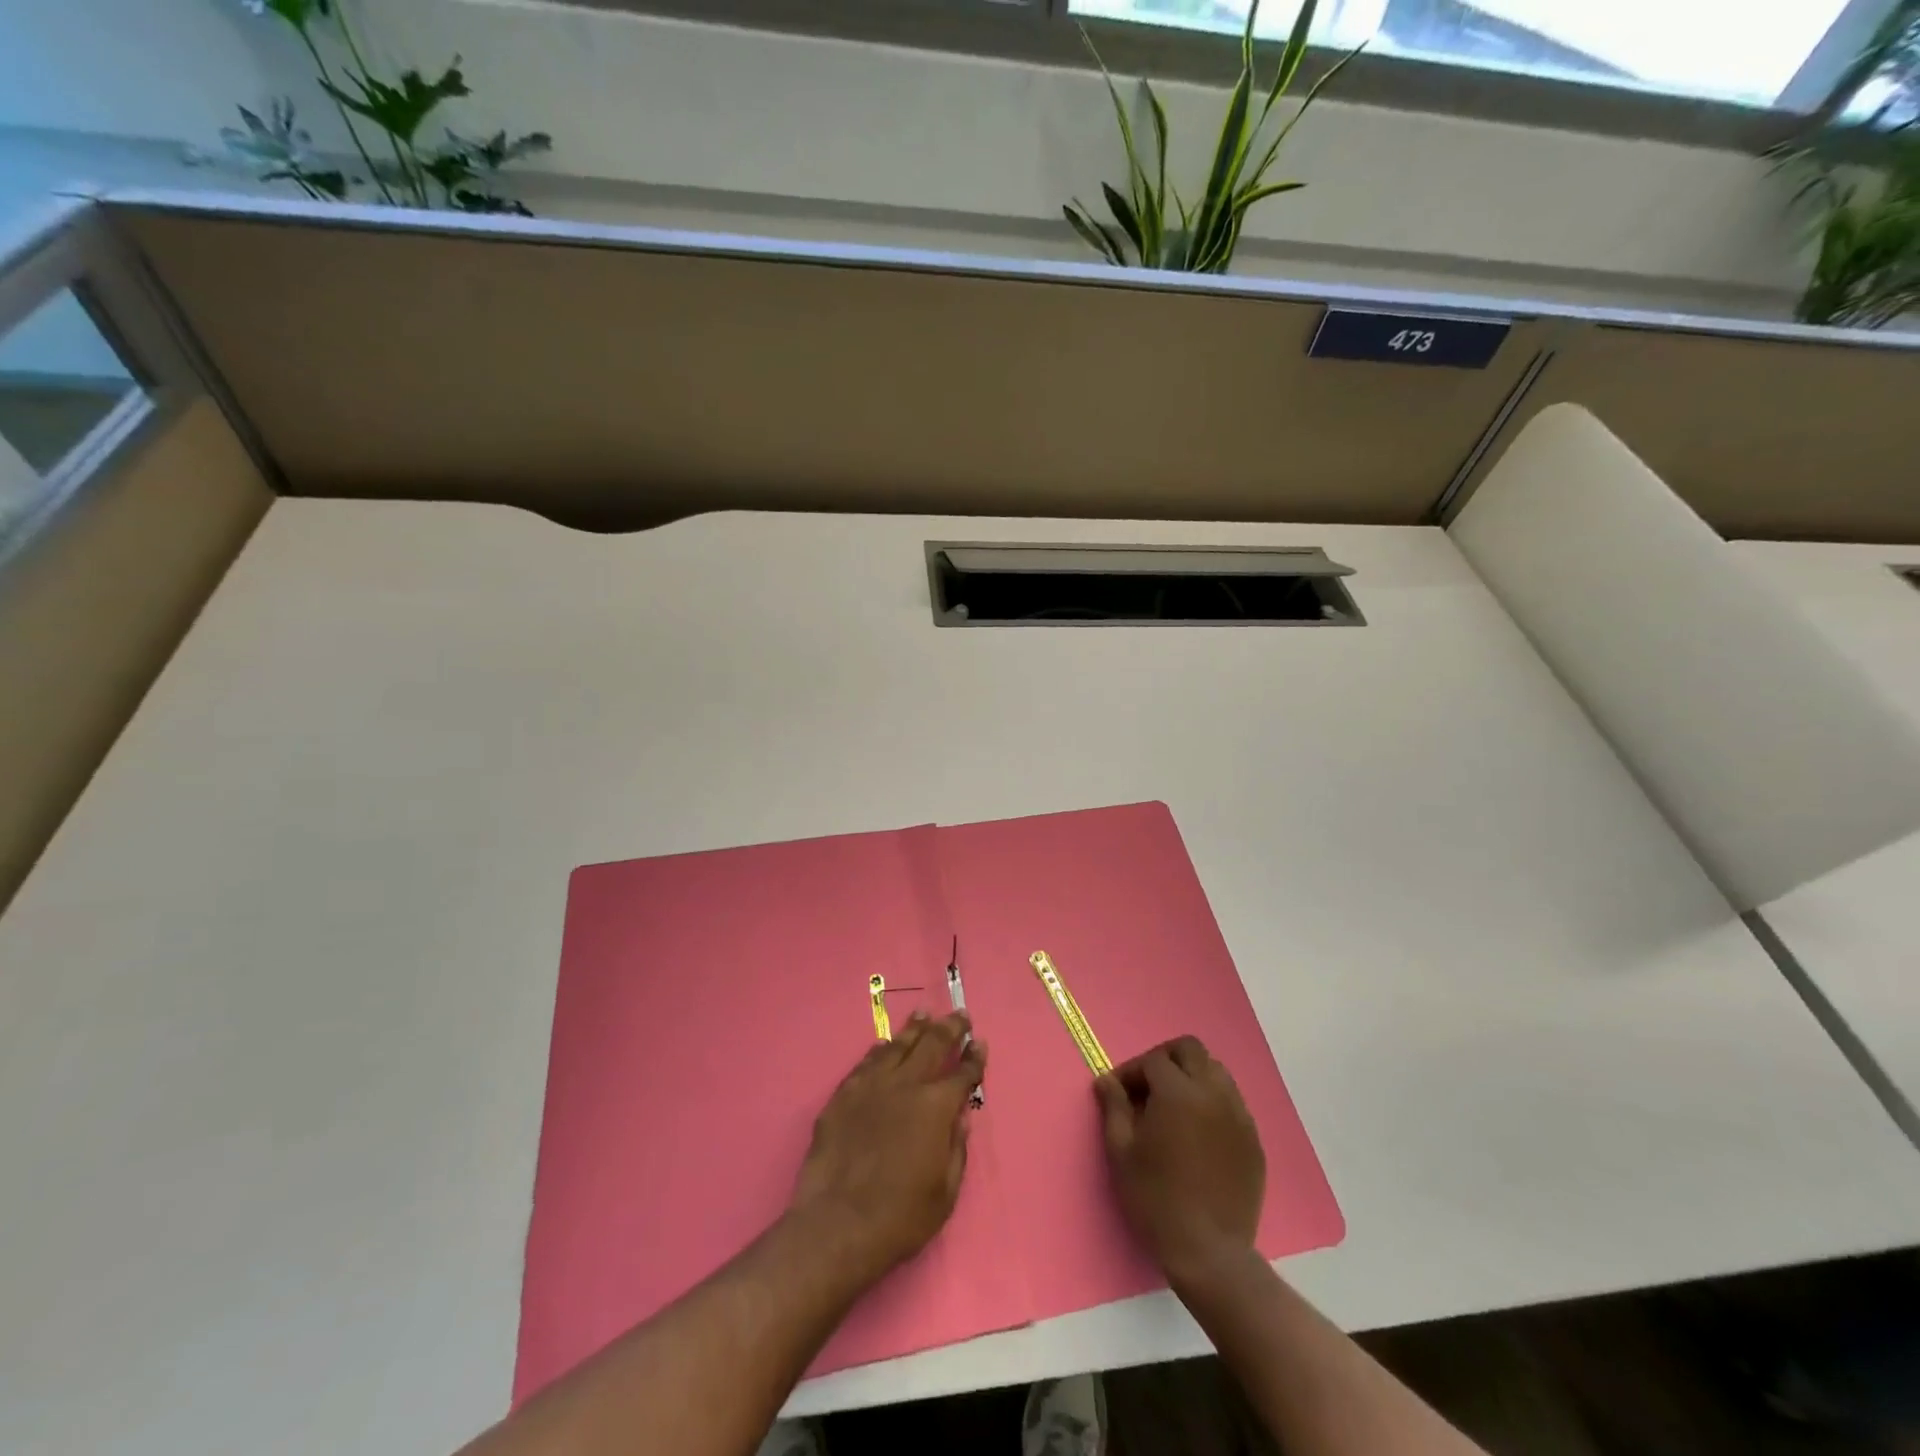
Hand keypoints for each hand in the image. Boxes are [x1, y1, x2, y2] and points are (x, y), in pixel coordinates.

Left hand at [789, 1011, 986, 1287]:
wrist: (837, 1224)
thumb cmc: (900, 1217)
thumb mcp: (945, 1192)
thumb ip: (957, 1148)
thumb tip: (961, 1116)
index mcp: (936, 1107)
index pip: (963, 1073)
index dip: (974, 1057)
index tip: (979, 1041)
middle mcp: (906, 1084)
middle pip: (932, 1045)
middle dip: (949, 1028)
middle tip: (959, 1015)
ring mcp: (871, 1085)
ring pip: (898, 1046)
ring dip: (914, 1028)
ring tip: (923, 1014)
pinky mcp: (844, 1094)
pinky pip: (867, 1062)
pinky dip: (880, 1049)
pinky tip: (884, 1045)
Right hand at [1095, 1035, 1264, 1286]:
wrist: (1208, 1253)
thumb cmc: (1155, 1199)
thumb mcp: (1121, 1152)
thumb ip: (1114, 1107)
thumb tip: (1106, 1080)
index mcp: (1178, 1093)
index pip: (1153, 1060)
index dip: (1132, 1071)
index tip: (1119, 1092)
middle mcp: (1212, 1093)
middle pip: (1191, 1050)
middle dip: (1165, 1059)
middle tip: (1148, 1087)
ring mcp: (1238, 1116)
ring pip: (1216, 1071)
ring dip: (1192, 1076)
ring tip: (1175, 1106)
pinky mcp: (1253, 1140)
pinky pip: (1232, 1102)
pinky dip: (1213, 1102)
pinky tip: (1199, 1132)